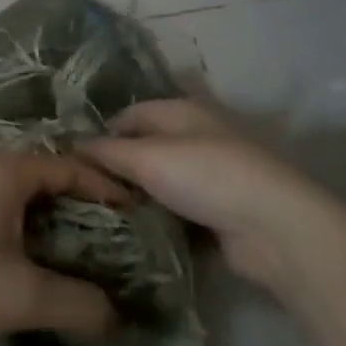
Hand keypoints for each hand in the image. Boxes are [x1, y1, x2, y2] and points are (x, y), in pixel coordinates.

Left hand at [0, 150, 129, 345]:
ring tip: (99, 261)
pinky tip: (51, 274)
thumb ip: (79, 303)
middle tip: (130, 241)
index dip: (111, 188)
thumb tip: (121, 317)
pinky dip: (40, 243)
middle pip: (55, 182)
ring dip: (65, 229)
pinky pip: (14, 225)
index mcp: (10, 171)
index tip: (146, 214)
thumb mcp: (23, 293)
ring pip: (33, 206)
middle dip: (92, 209)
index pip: (75, 166)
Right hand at [81, 98, 341, 289]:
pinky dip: (158, 219)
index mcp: (180, 111)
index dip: (100, 135)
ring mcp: (210, 175)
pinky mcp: (218, 212)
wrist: (274, 227)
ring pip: (160, 182)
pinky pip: (177, 210)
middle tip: (82, 195)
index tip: (72, 164)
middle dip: (116, 169)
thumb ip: (108, 152)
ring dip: (137, 198)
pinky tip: (134, 235)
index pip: (129, 115)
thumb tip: (73, 145)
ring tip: (100, 217)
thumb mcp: (148, 158)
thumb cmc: (207, 176)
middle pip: (144, 148)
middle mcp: (195, 136)